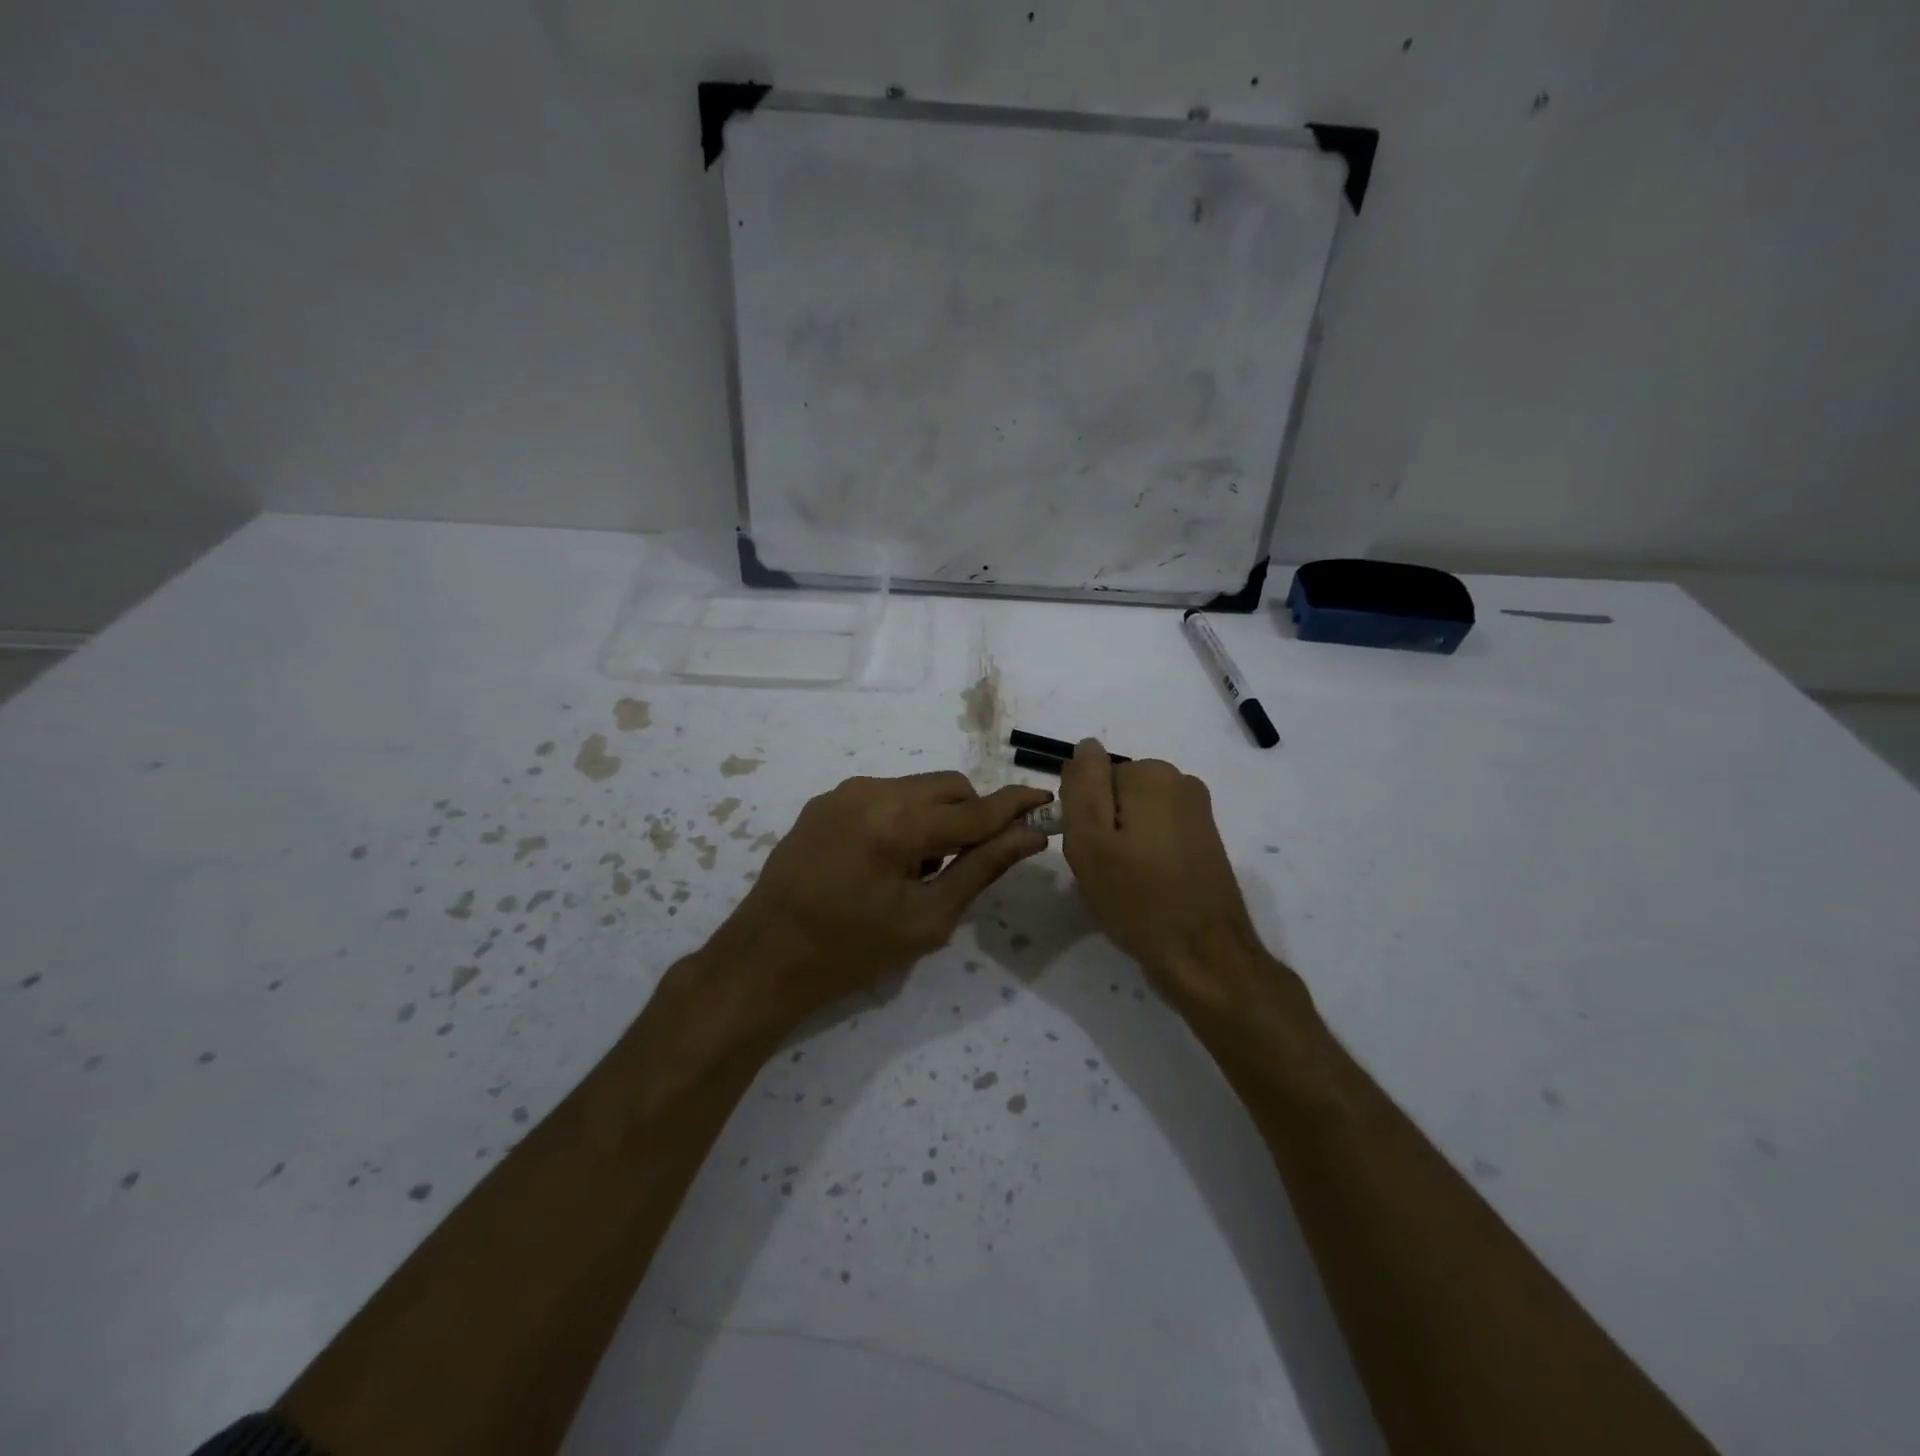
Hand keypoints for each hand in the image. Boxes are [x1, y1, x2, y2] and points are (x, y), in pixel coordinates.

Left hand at [712, 772, 1051, 1031]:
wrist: (765, 958)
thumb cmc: (851, 951)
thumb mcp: (926, 919)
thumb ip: (982, 869)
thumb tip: (1030, 836)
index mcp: (898, 823)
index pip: (974, 809)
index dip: (1015, 806)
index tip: (1046, 801)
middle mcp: (871, 791)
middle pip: (948, 787)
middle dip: (972, 815)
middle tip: (970, 862)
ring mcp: (844, 792)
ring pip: (916, 788)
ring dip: (937, 817)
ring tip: (921, 869)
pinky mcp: (825, 801)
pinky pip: (884, 796)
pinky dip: (904, 817)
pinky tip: (888, 861)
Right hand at [1059, 740, 1267, 1011]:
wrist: (1203, 954)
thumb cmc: (1137, 898)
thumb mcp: (1089, 840)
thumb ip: (1082, 784)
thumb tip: (1086, 746)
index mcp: (1151, 774)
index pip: (1092, 779)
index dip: (1082, 817)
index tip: (1090, 852)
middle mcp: (1181, 781)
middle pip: (1115, 794)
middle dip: (1103, 828)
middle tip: (1105, 872)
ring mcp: (1198, 811)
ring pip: (1134, 816)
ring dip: (1123, 844)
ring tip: (1126, 884)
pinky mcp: (1205, 838)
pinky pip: (1157, 833)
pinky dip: (1145, 855)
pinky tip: (1148, 888)